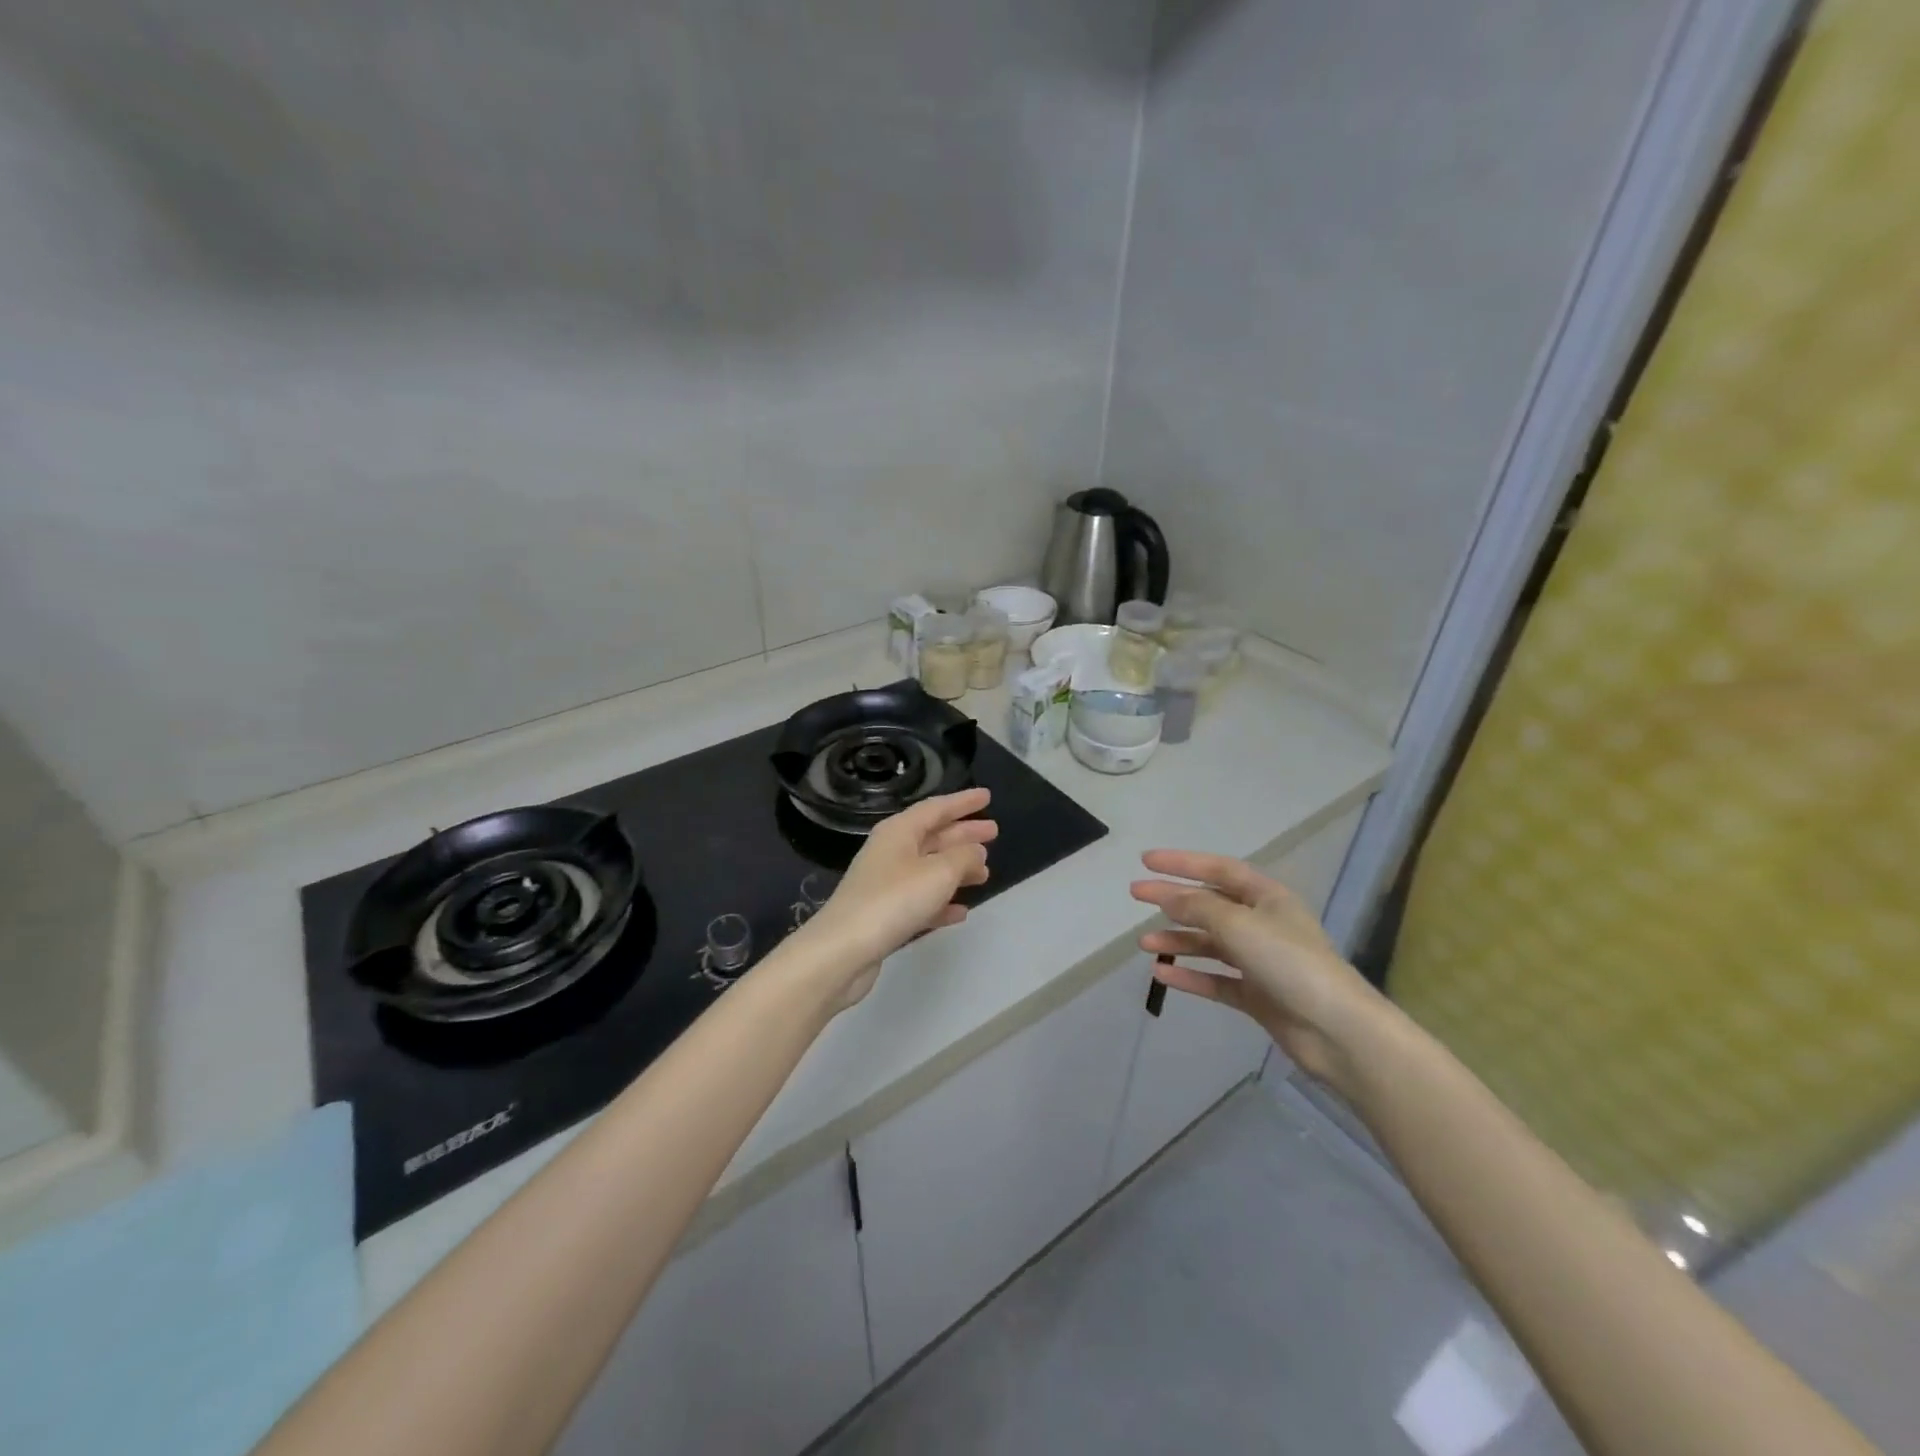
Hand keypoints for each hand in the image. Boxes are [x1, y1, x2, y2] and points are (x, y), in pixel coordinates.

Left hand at [800, 789, 995, 1010]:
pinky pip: (921, 900)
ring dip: (957, 869)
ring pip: (929, 868)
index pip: (936, 808)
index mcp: (899, 832)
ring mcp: (886, 884)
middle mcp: (890, 852)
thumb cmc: (894, 900)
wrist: (844, 950)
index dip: (962, 802)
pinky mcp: (885, 915)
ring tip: (985, 873)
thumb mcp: (938, 872)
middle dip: (963, 834)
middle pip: (933, 836)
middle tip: (994, 832)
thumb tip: (975, 851)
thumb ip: (963, 857)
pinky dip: (942, 902)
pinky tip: (961, 911)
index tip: (987, 797)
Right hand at [1130, 849, 1388, 1097]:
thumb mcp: (1238, 925)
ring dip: (1178, 941)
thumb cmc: (1290, 963)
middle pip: (1210, 905)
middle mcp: (1263, 924)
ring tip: (1144, 944)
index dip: (1182, 862)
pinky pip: (1216, 979)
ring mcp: (1260, 961)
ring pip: (1210, 944)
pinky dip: (1191, 975)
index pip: (1218, 870)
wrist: (1336, 1031)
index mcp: (1267, 897)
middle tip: (1135, 896)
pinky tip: (1163, 975)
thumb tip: (1166, 895)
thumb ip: (1197, 907)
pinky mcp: (1257, 995)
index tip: (1146, 861)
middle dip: (1172, 899)